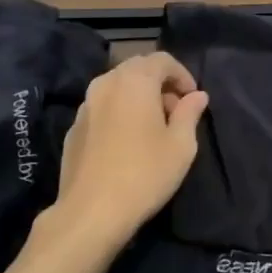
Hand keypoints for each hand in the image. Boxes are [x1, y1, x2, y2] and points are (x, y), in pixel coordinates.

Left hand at [44, 52, 208, 252]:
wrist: (91, 212)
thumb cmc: (145, 173)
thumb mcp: (181, 145)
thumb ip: (190, 113)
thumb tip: (197, 96)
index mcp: (135, 81)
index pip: (162, 60)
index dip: (182, 74)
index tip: (193, 99)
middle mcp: (106, 84)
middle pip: (137, 69)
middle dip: (159, 83)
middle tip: (175, 111)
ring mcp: (85, 106)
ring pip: (117, 87)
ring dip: (138, 97)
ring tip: (152, 127)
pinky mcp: (73, 129)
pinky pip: (102, 108)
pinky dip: (119, 112)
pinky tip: (127, 142)